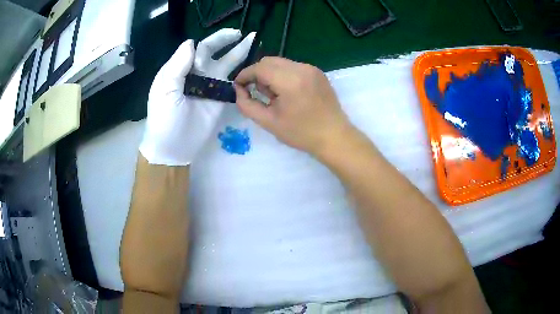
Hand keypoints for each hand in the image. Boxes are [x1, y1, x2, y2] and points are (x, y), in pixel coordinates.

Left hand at [139, 29, 255, 165]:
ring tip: (252, 40)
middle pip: (213, 51)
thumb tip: (192, 42)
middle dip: (225, 40)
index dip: (209, 43)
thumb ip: (177, 65)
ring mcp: (209, 85)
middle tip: (241, 33)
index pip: (196, 48)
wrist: (173, 147)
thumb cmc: (164, 117)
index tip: (218, 45)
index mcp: (180, 68)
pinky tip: (251, 66)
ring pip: (225, 64)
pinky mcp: (220, 98)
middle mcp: (195, 73)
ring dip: (238, 52)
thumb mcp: (165, 89)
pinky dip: (241, 73)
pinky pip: (231, 82)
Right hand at [234, 57, 351, 155]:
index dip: (244, 75)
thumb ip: (247, 105)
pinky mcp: (318, 72)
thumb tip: (238, 90)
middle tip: (255, 92)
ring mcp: (312, 69)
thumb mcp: (269, 122)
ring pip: (281, 63)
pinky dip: (283, 75)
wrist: (335, 137)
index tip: (237, 86)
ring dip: (270, 74)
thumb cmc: (301, 133)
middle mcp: (302, 68)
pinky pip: (293, 67)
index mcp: (290, 81)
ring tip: (273, 95)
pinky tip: (286, 92)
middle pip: (269, 61)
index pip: (259, 68)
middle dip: (257, 73)